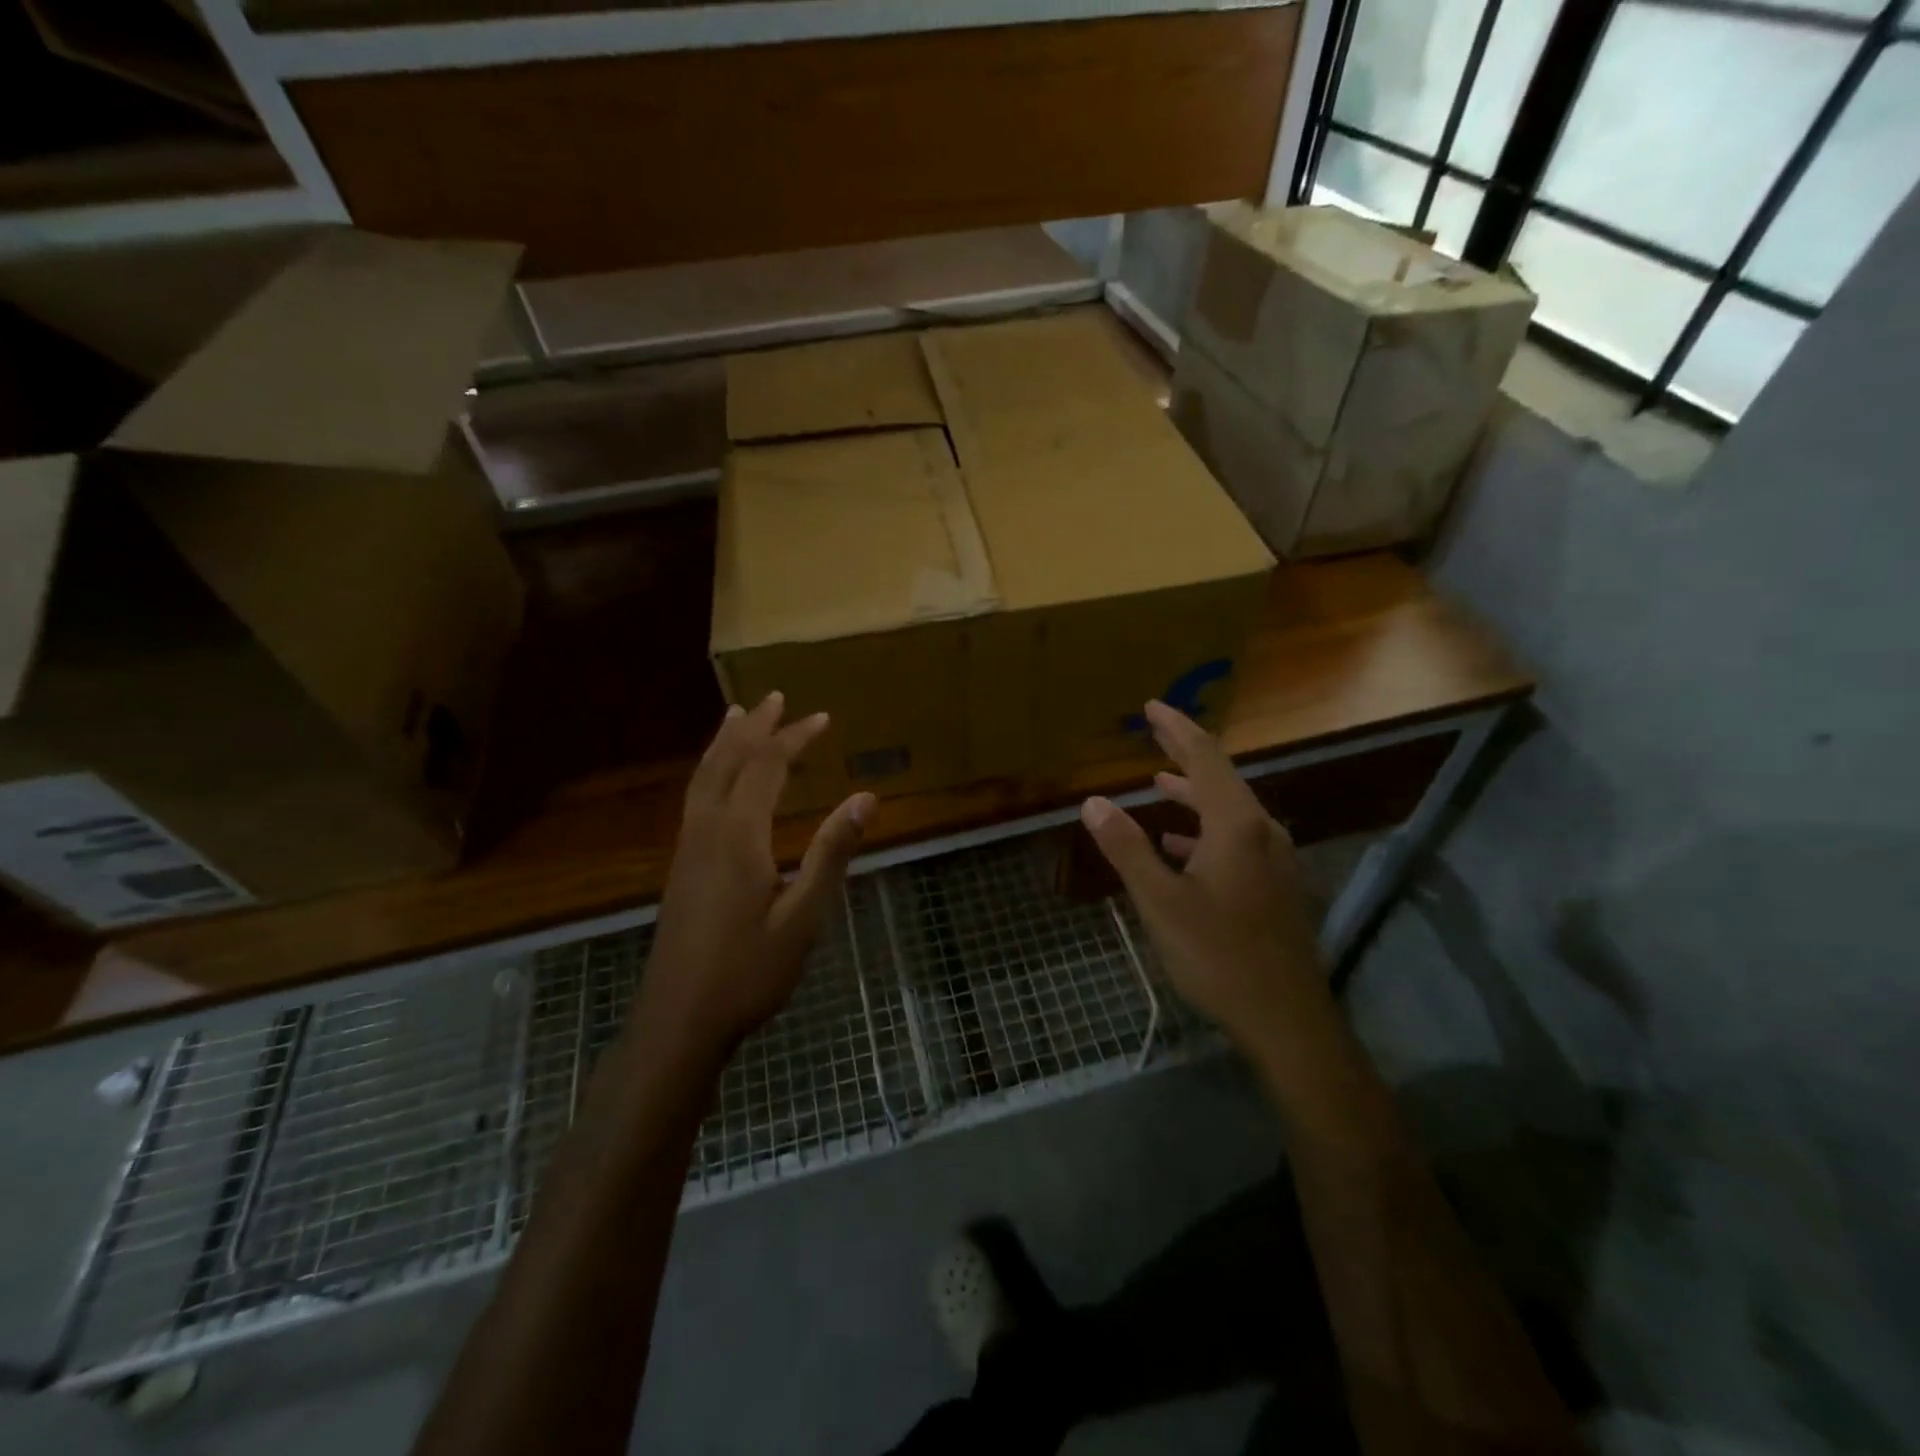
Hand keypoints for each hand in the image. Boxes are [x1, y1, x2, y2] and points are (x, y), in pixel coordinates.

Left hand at [642, 692, 873, 1060]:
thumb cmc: (749, 972)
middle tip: (776, 697)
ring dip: (724, 742)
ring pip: (703, 776)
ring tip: (738, 715)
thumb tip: (865, 797)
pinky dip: (711, 769)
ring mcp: (687, 847)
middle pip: (727, 761)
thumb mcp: (804, 916)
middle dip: (754, 727)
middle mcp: (706, 829)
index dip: (794, 738)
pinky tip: (719, 778)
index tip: (823, 718)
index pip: (765, 767)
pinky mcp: (680, 865)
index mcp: (738, 836)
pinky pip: (695, 796)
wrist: (678, 1020)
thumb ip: (831, 853)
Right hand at [1081, 701, 1321, 1047]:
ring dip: (1193, 794)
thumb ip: (1127, 848)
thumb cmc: (1219, 955)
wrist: (1286, 1019)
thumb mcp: (1161, 902)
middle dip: (1185, 754)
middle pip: (1221, 779)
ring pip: (1229, 811)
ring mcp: (1274, 860)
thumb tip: (1093, 801)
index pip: (1205, 760)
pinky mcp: (1275, 886)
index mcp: (1237, 826)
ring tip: (1159, 784)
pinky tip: (1179, 846)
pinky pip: (1236, 839)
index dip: (1178, 730)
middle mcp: (1262, 832)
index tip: (1153, 706)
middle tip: (1156, 732)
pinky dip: (1204, 830)